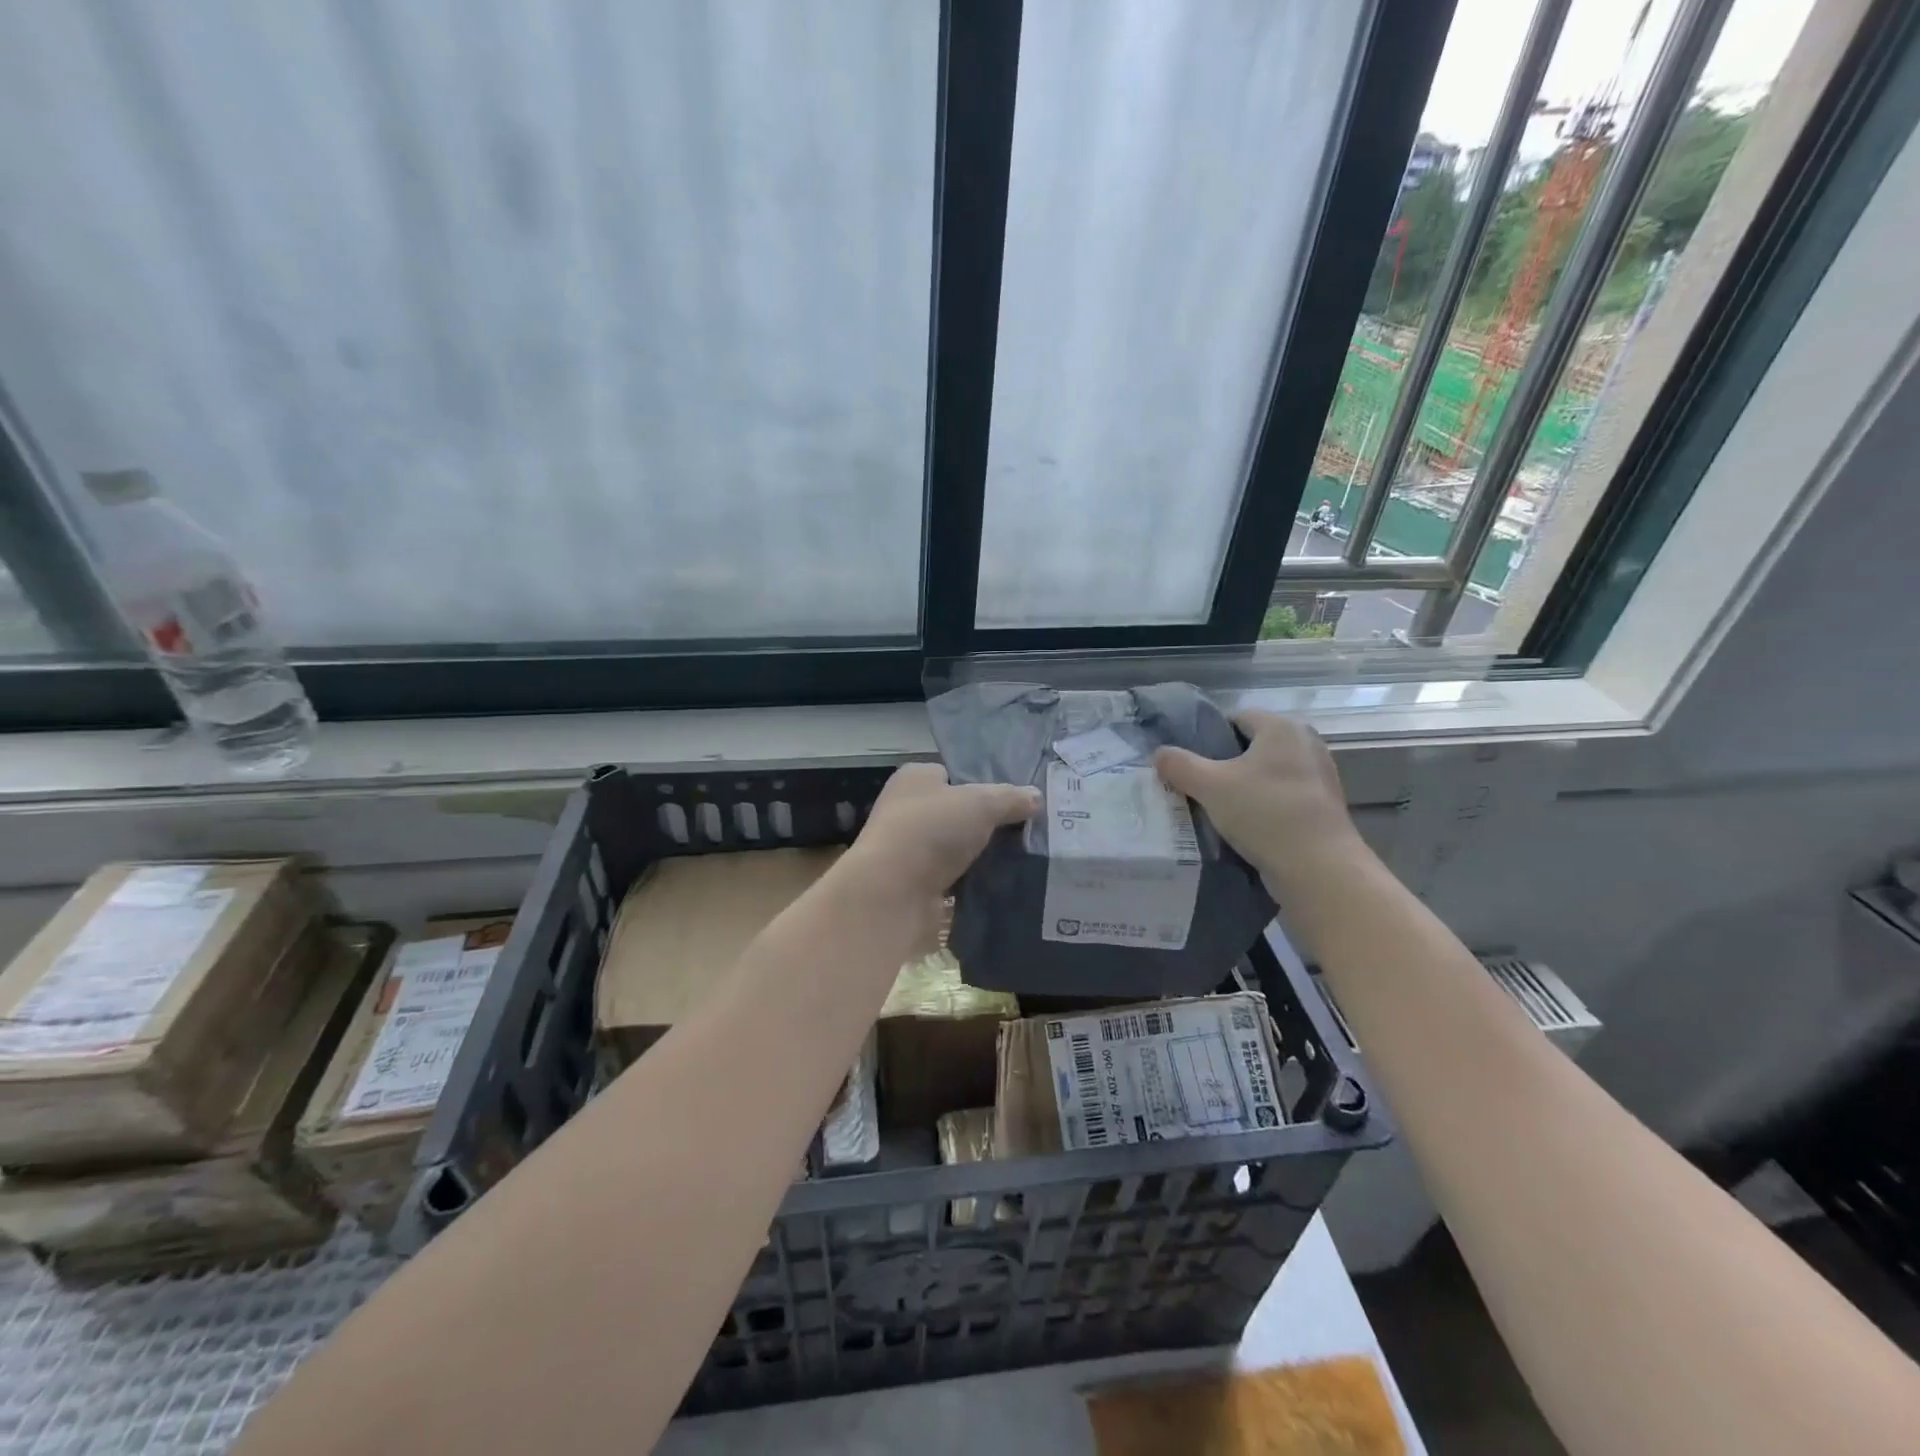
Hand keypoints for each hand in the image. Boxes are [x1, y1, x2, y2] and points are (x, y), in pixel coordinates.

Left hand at [849, 762, 1040, 900]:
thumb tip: (1036, 797)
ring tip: (1022, 859)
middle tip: (1026, 830)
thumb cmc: (931, 831)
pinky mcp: (915, 884)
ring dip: (981, 855)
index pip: (953, 774)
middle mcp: (907, 810)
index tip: (1016, 799)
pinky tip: (1001, 885)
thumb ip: (1011, 798)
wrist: (891, 894)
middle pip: (957, 812)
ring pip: (956, 847)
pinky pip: (954, 878)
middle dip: (987, 823)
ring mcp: (909, 849)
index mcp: (915, 779)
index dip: (983, 784)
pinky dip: (973, 882)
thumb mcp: (981, 803)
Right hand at [1154, 710, 1369, 898]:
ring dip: (1242, 788)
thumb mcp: (1210, 786)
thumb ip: (1179, 765)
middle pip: (1251, 747)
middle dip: (1223, 764)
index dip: (1208, 737)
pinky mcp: (1322, 807)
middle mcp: (1306, 743)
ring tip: (1216, 810)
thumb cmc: (1265, 813)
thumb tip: (1159, 753)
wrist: (1319, 869)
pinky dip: (1261, 806)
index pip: (1235, 718)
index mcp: (1282, 727)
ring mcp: (1318, 776)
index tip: (1188, 763)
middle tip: (1197, 787)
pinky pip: (1281, 797)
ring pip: (1266, 774)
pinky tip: (1243, 827)